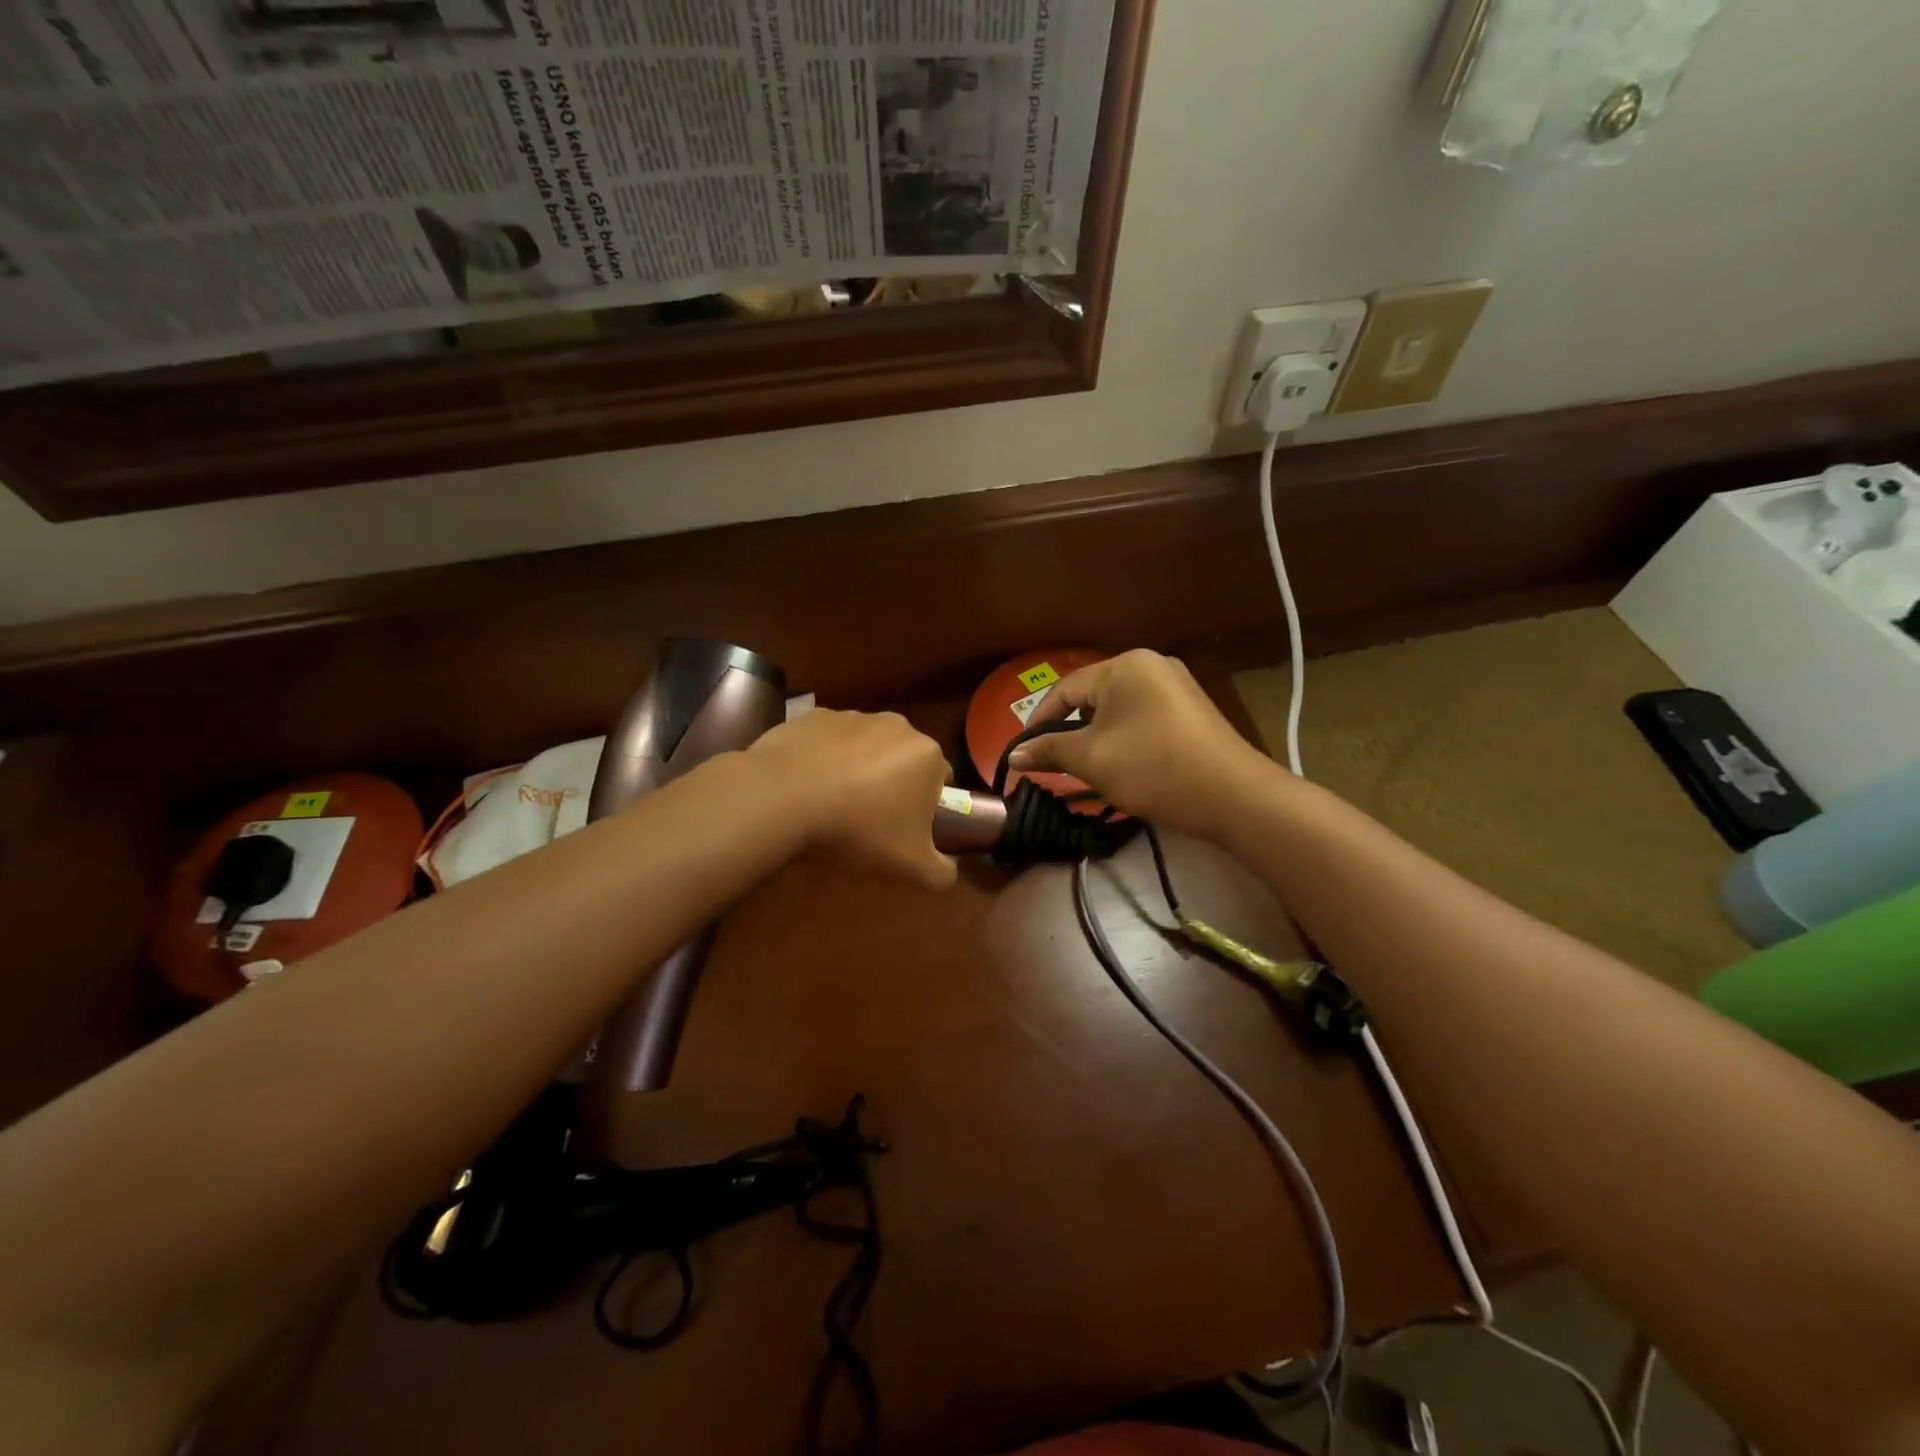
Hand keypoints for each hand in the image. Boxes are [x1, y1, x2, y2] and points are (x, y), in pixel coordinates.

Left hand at [747, 709, 957, 890]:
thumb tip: (948, 871)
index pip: (941, 781)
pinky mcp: (814, 716)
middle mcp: (897, 725)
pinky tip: (808, 787)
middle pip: (904, 761)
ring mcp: (853, 716)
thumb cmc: (858, 830)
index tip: (905, 830)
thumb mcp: (910, 867)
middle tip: (870, 821)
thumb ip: (942, 873)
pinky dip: (825, 760)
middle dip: (893, 786)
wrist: (783, 798)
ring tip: (834, 805)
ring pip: (866, 748)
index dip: (927, 808)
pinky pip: (829, 742)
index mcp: (927, 755)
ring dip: (859, 770)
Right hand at [1007, 651, 1276, 839]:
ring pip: (1118, 709)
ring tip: (1082, 765)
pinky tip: (1120, 762)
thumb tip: (1014, 755)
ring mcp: (1176, 685)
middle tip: (1051, 760)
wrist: (1232, 795)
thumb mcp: (1092, 759)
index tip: (1022, 751)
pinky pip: (1142, 717)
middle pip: (1093, 696)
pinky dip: (1123, 737)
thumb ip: (1050, 751)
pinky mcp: (1191, 709)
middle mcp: (1151, 664)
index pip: (1066, 689)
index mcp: (1124, 665)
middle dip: (1069, 729)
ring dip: (1096, 736)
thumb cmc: (1152, 768)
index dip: (1038, 721)